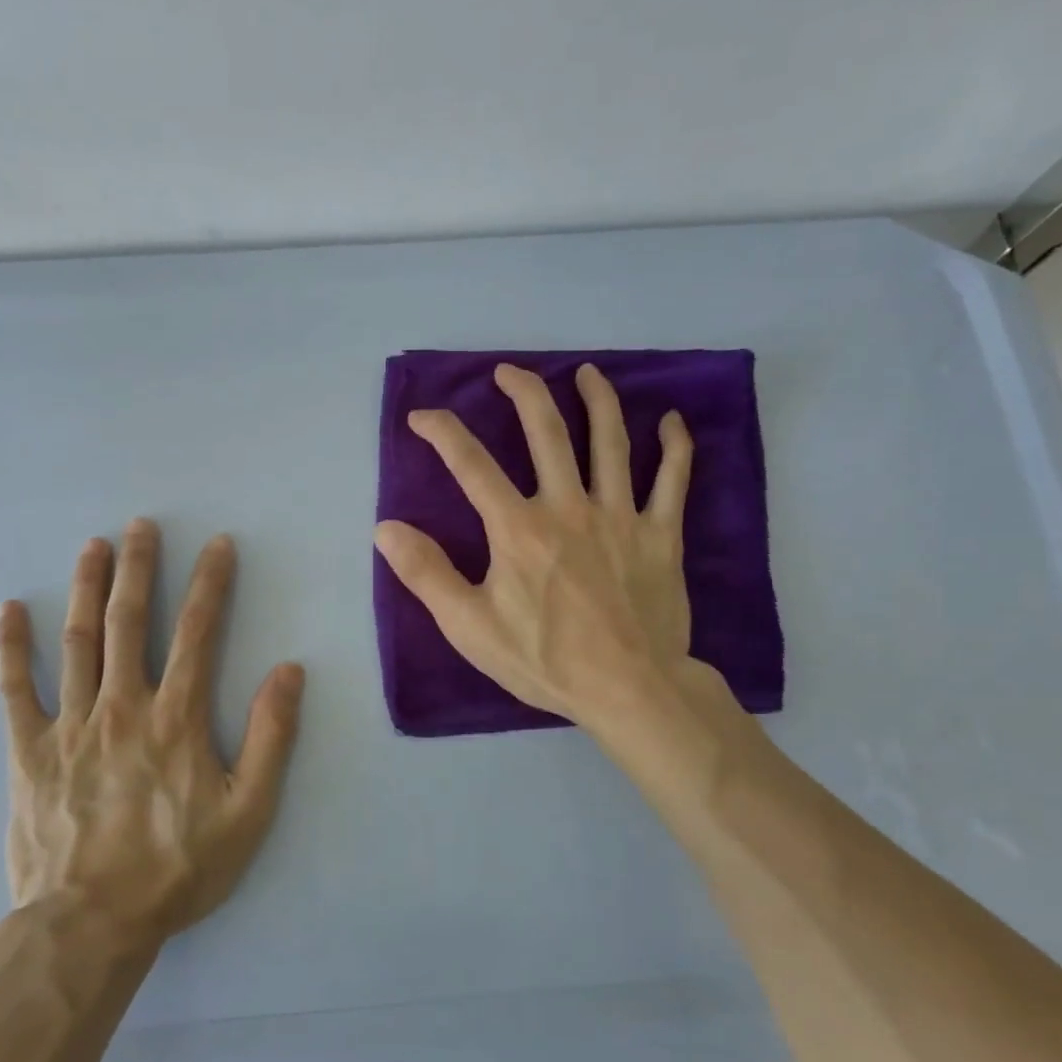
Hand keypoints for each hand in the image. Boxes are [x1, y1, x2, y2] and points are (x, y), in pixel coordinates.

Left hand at [0, 520, 305, 945]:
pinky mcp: (28, 752)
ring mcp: (70, 725)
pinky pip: (15, 690)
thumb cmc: (177, 868)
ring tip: (93, 547)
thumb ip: (272, 737)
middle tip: (142, 526)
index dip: (211, 584)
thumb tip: (289, 671)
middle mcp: (122, 707)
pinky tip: (9, 611)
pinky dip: (11, 647)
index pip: (198, 633)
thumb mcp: (249, 810)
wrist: (90, 924)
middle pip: (130, 622)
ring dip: (87, 589)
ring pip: (78, 642)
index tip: (218, 545)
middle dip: (140, 569)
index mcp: (176, 718)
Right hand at [374, 362, 701, 732]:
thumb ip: (427, 574)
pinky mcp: (660, 535)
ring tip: (587, 373)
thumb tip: (386, 528)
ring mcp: (620, 516)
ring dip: (598, 400)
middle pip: (546, 432)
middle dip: (523, 393)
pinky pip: (672, 480)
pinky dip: (675, 447)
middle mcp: (568, 507)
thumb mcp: (470, 627)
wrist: (629, 689)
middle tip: (508, 372)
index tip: (422, 416)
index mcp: (518, 529)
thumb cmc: (545, 660)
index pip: (471, 465)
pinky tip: (671, 421)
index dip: (442, 432)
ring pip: (610, 441)